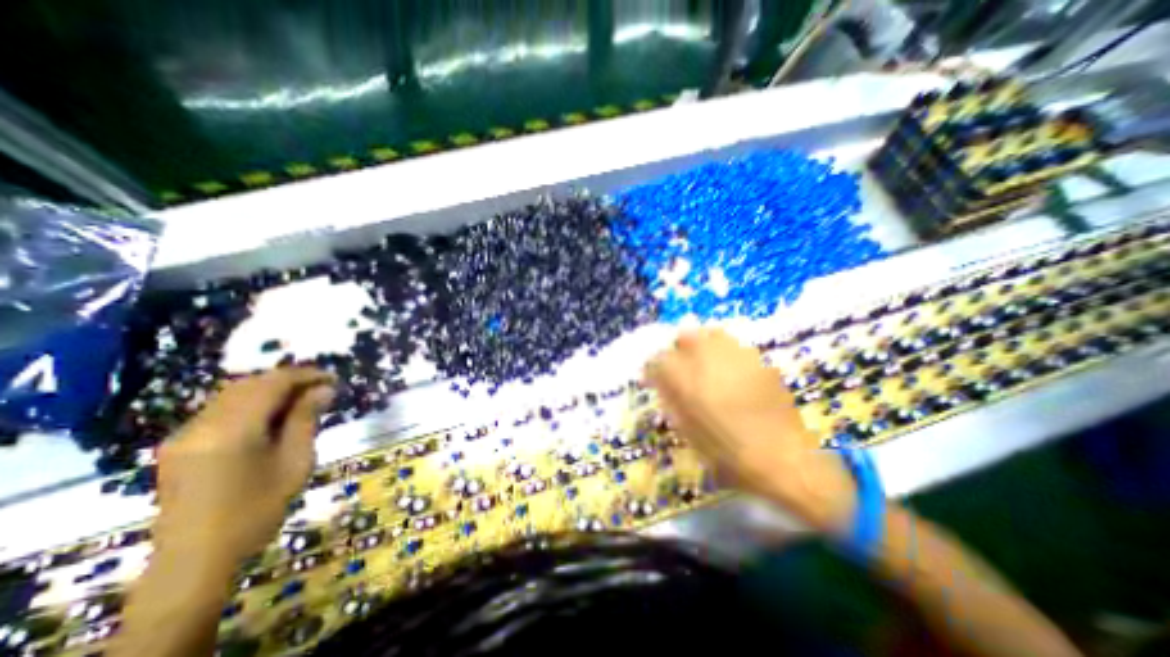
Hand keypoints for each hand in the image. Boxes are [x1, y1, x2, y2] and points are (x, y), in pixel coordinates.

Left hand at [152, 367, 334, 565]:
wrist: (196, 560)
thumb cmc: (257, 510)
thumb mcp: (295, 462)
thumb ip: (306, 420)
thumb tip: (324, 389)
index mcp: (232, 430)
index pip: (272, 384)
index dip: (306, 375)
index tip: (334, 378)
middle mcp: (202, 425)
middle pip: (250, 384)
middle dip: (289, 380)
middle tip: (322, 387)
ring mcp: (185, 434)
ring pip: (233, 394)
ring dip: (271, 390)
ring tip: (303, 398)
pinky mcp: (180, 445)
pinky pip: (221, 409)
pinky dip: (252, 403)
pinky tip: (273, 415)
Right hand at [643, 329, 855, 532]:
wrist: (782, 458)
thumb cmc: (726, 452)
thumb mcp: (688, 429)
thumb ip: (672, 399)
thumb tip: (663, 383)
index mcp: (685, 379)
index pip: (657, 360)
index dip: (653, 368)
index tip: (654, 378)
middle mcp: (708, 359)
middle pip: (685, 336)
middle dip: (678, 349)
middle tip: (682, 367)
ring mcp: (736, 356)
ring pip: (712, 334)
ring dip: (703, 346)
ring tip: (707, 365)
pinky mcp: (759, 361)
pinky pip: (735, 347)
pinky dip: (727, 355)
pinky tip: (732, 373)